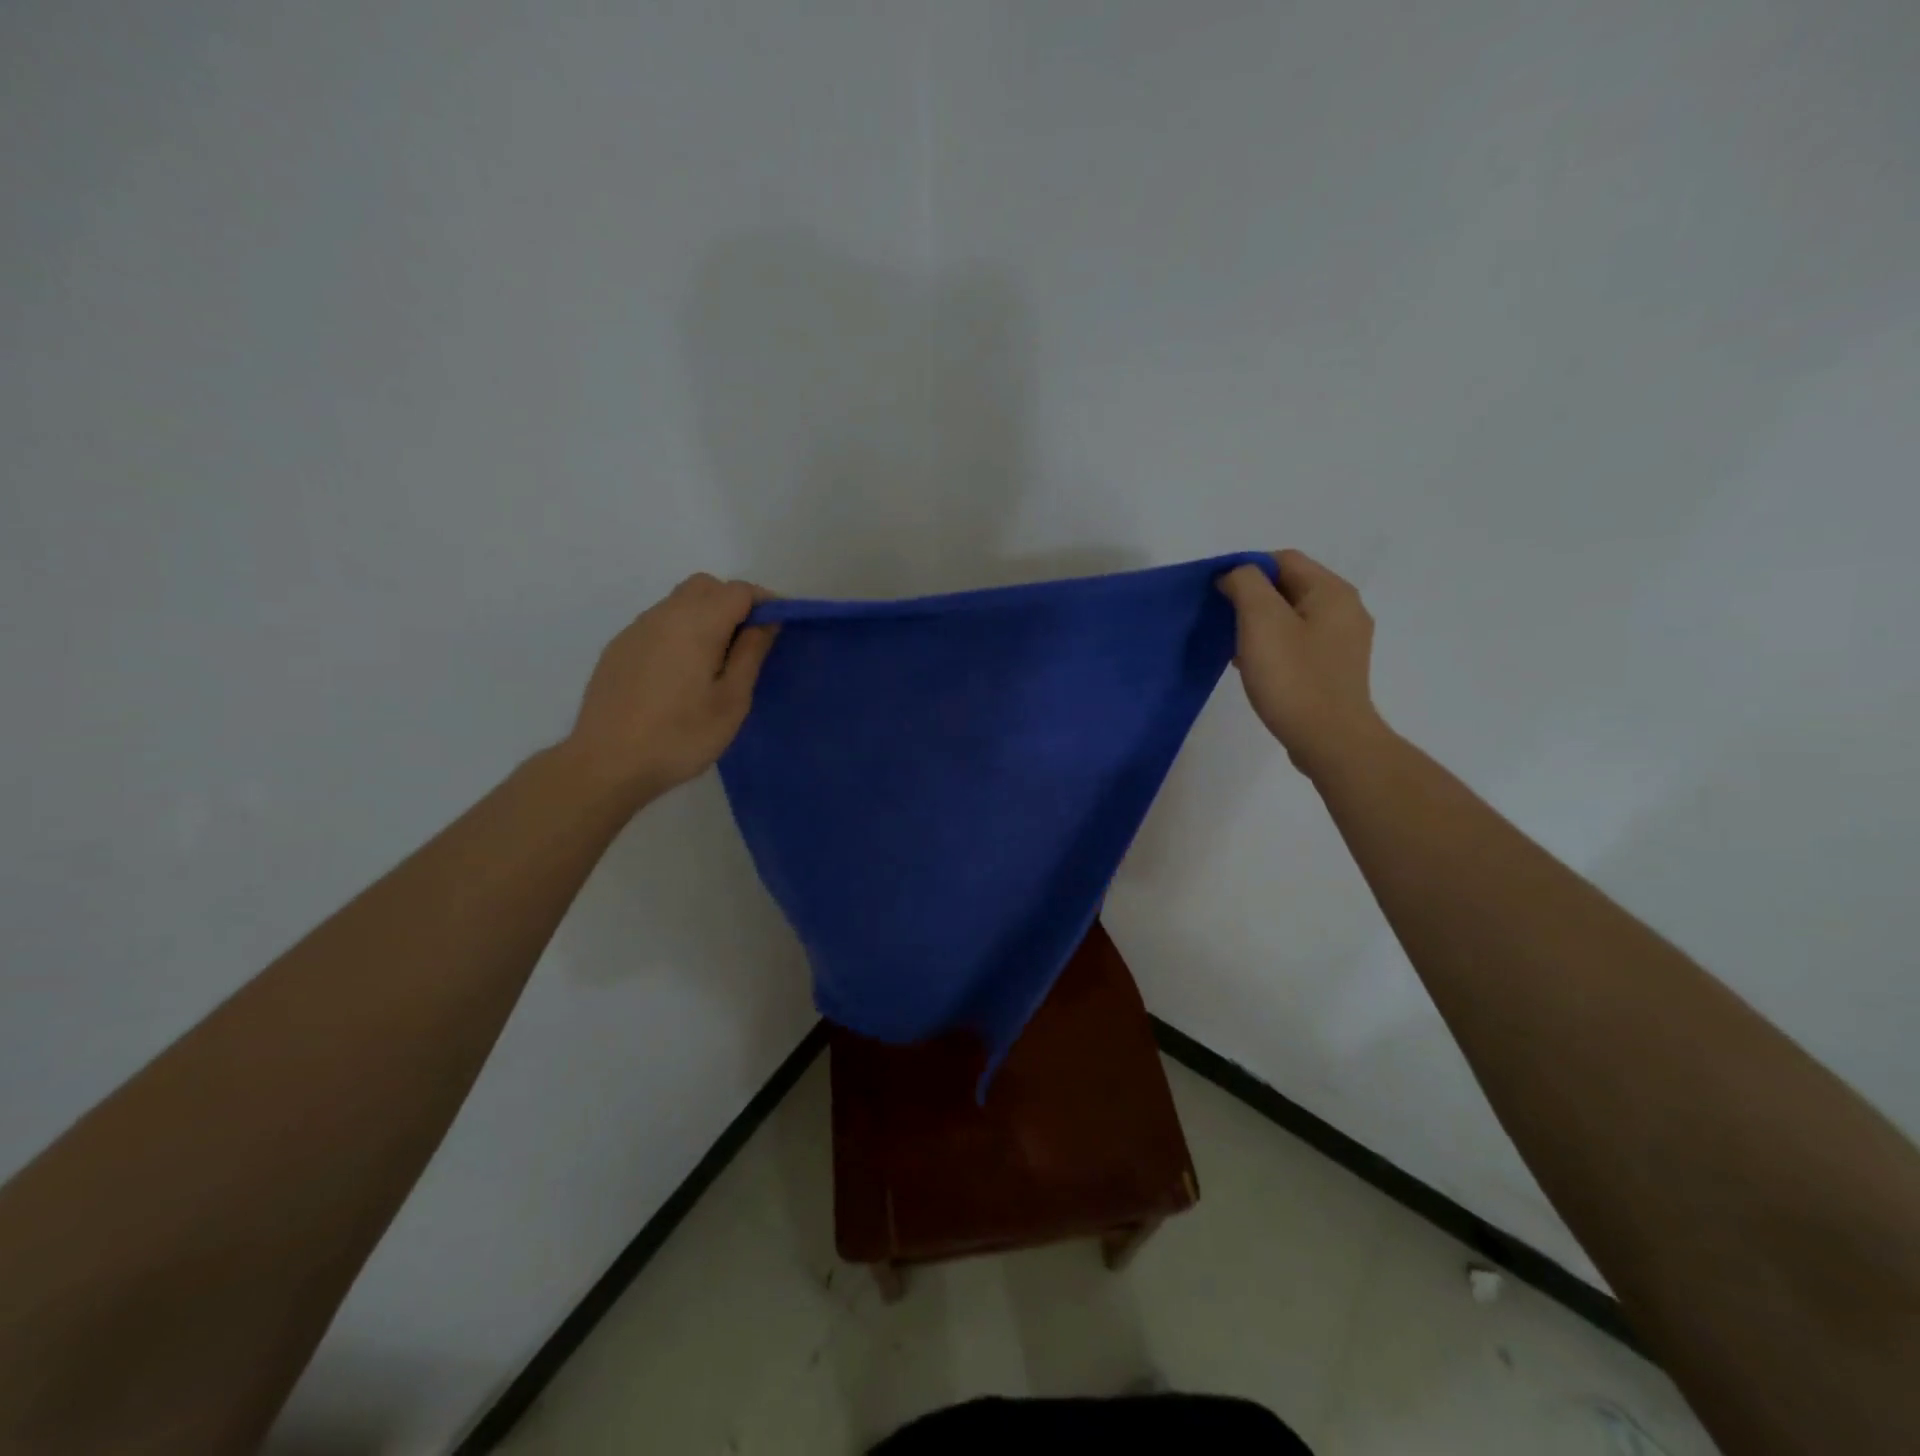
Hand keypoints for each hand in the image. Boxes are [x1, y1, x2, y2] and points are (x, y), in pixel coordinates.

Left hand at [563, 573, 777, 803]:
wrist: (607, 763)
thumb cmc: (681, 736)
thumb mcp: (731, 700)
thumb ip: (750, 653)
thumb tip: (767, 621)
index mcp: (696, 624)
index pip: (738, 590)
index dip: (763, 602)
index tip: (778, 629)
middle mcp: (664, 615)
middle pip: (706, 587)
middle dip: (733, 603)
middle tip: (748, 644)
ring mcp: (636, 629)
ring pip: (679, 602)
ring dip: (705, 616)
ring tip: (715, 662)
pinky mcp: (619, 648)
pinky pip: (659, 623)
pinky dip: (681, 631)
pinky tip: (681, 673)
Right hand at [1217, 550, 1386, 776]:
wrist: (1330, 741)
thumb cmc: (1293, 678)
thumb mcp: (1262, 621)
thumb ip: (1246, 584)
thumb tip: (1236, 574)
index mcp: (1332, 592)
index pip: (1283, 559)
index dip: (1246, 569)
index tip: (1217, 595)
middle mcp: (1345, 610)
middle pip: (1289, 587)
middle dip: (1251, 598)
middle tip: (1222, 621)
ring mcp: (1343, 642)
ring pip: (1292, 616)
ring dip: (1260, 624)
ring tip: (1234, 646)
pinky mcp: (1335, 669)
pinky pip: (1298, 643)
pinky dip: (1273, 646)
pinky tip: (1254, 667)